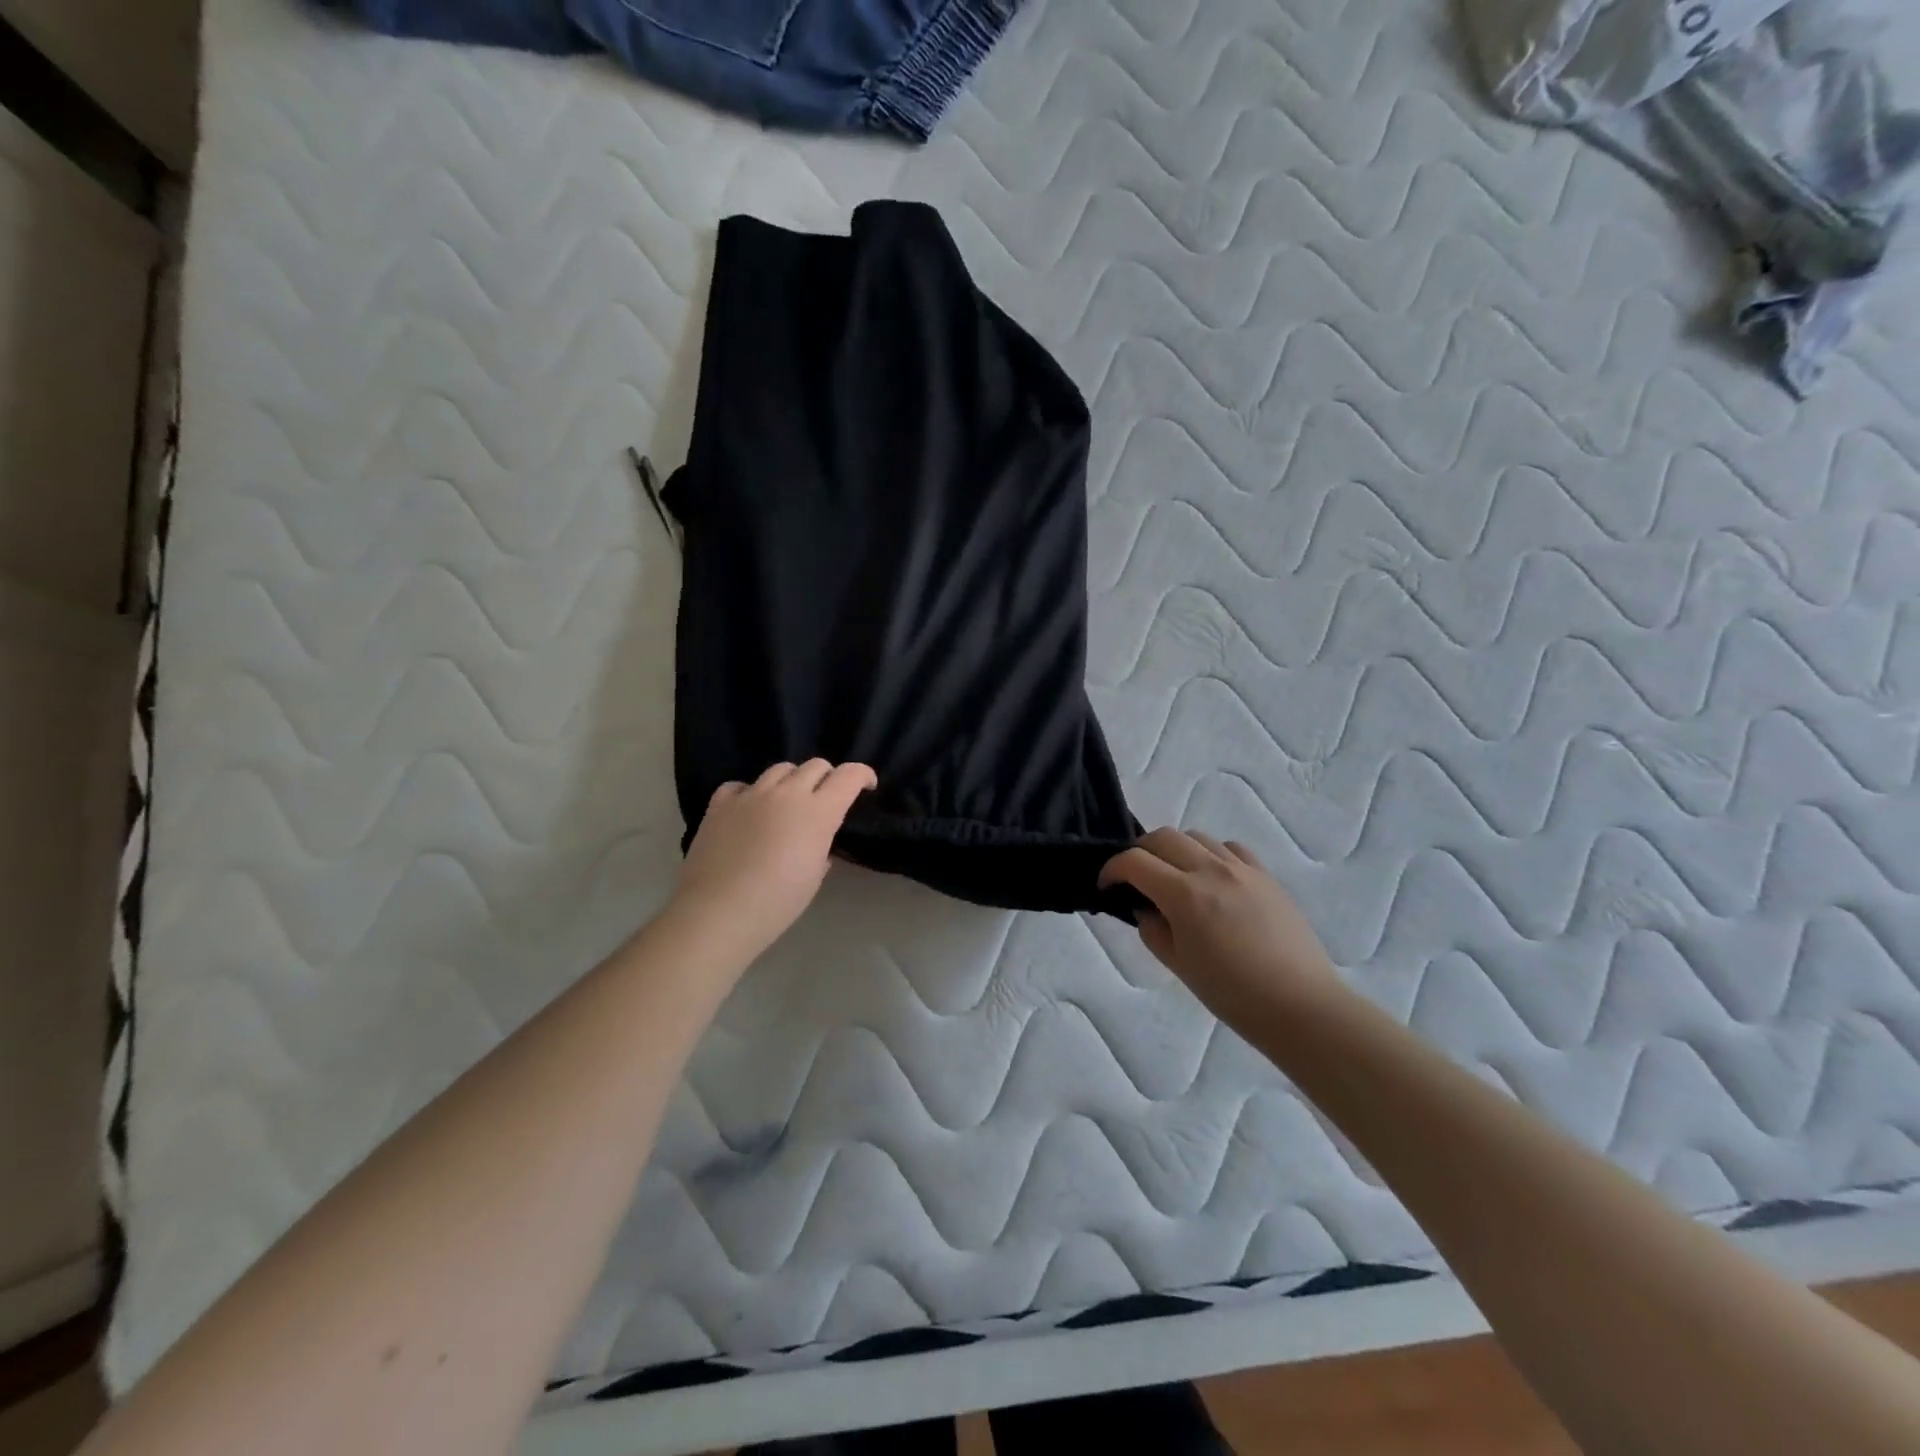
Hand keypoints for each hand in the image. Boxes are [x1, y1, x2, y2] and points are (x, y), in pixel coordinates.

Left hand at [670, 760, 876, 962]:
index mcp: (818, 812)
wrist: (719, 912)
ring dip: (791, 781)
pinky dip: (751, 793)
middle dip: (827, 778)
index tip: (867, 786)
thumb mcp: (813, 876)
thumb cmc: (777, 902)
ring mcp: (751, 794)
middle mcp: (787, 793)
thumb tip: (815, 841)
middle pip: (815, 765)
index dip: (862, 775)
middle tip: (826, 799)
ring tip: (787, 804)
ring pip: (780, 769)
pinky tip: (749, 810)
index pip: (849, 775)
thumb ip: (821, 847)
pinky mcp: (720, 803)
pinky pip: (741, 785)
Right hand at [1100, 828, 1340, 1023]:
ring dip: (1176, 850)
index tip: (1106, 886)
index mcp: (1184, 895)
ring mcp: (1243, 869)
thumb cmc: (1232, 994)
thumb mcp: (1179, 965)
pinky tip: (1213, 878)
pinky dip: (1212, 854)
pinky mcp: (1266, 876)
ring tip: (1175, 877)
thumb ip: (1153, 930)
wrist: (1300, 1006)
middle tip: (1135, 878)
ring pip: (1197, 837)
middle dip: (1140, 852)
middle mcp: (1211, 870)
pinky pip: (1231, 848)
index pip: (1134, 862)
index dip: (1112, 869)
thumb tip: (1146, 908)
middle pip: (1163, 837)